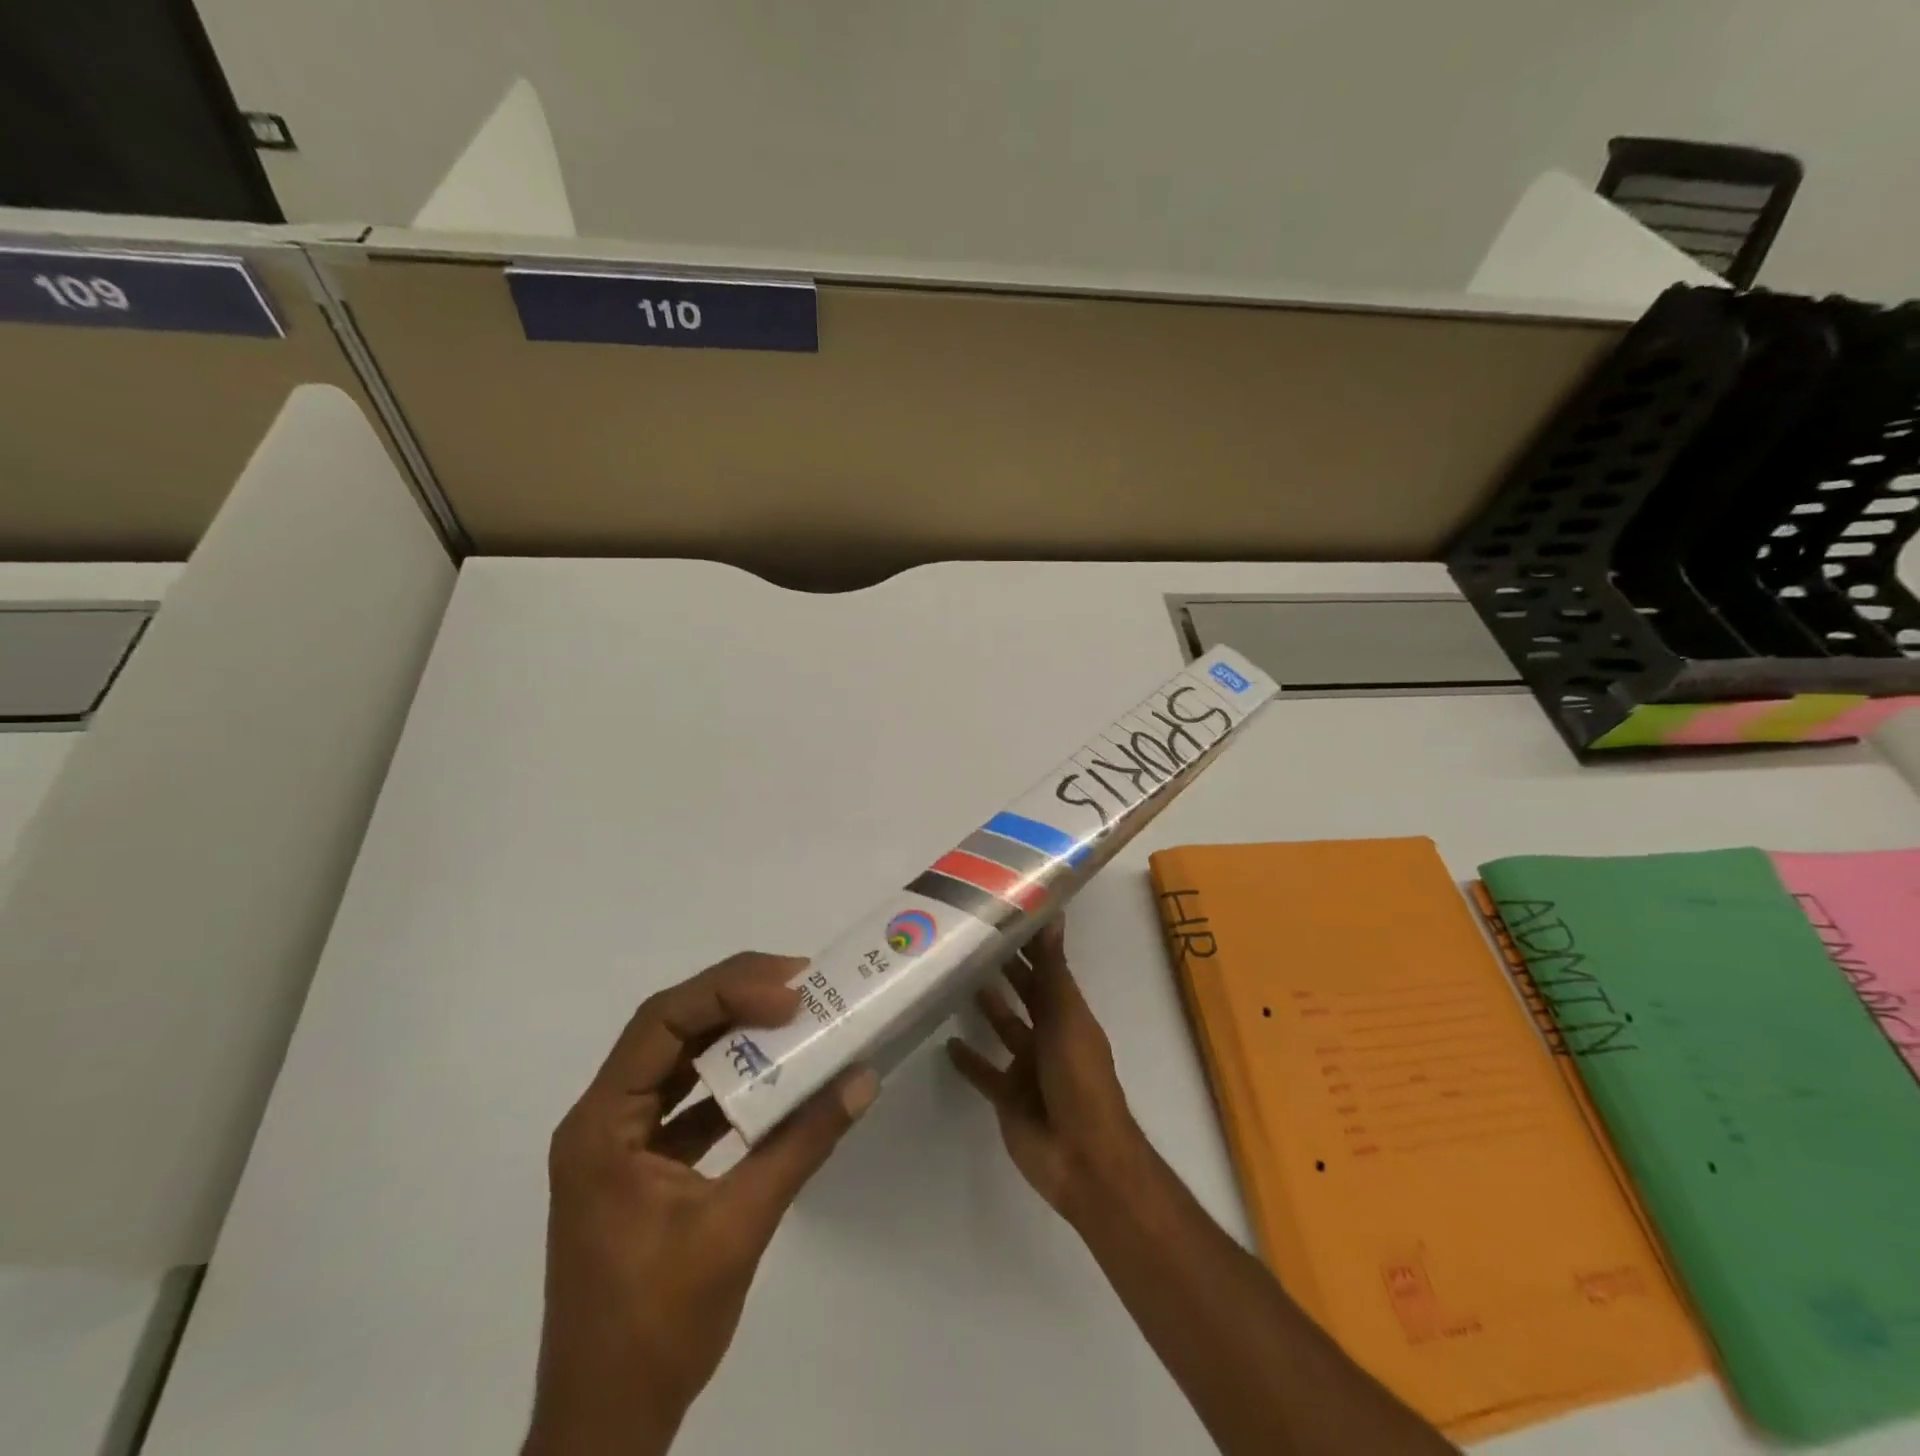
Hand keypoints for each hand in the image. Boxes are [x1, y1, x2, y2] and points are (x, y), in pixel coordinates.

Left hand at [525, 953, 879, 1455]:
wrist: (605, 1428)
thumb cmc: (657, 1326)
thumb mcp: (738, 1226)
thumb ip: (802, 1144)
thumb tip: (862, 1079)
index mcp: (601, 1125)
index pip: (661, 1023)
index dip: (727, 993)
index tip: (790, 994)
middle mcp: (601, 1119)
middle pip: (668, 1029)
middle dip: (734, 998)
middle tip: (800, 984)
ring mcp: (617, 1143)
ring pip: (678, 1061)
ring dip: (734, 1036)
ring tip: (794, 1016)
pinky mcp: (639, 1167)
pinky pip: (687, 1102)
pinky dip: (731, 1083)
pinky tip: (776, 1079)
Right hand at [947, 919, 1150, 1226]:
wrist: (1081, 1157)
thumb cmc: (1078, 1078)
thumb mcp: (1065, 1017)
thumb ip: (1052, 970)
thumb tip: (1052, 913)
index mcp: (1067, 1013)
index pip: (1046, 969)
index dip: (1028, 944)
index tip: (1002, 914)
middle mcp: (1049, 1034)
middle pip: (1024, 994)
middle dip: (1004, 970)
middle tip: (969, 941)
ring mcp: (1028, 1066)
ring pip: (1003, 1028)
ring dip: (986, 1007)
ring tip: (954, 979)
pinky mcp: (1008, 1096)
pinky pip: (984, 1072)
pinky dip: (969, 1059)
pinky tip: (946, 1042)